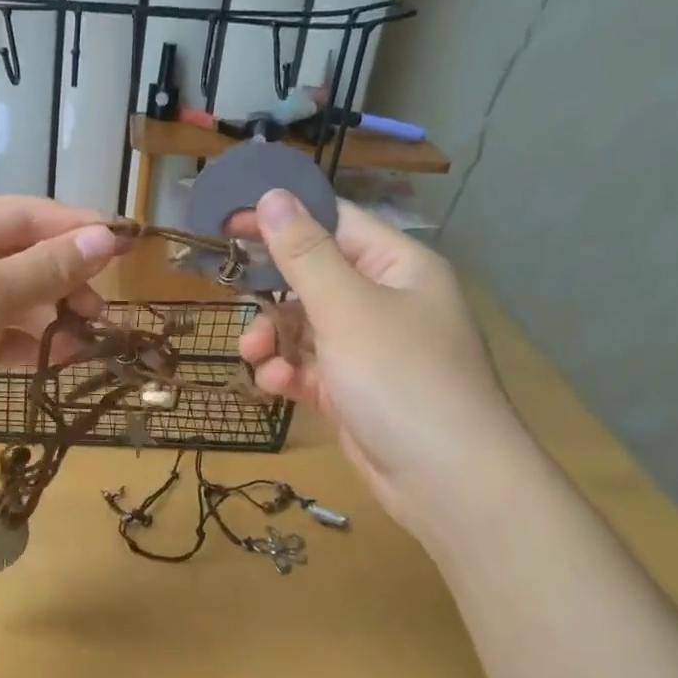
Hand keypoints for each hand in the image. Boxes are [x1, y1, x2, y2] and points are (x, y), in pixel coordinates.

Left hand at [0, 198, 119, 480]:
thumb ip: (47, 267)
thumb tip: (105, 239)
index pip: (24, 214)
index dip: (77, 227)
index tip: (126, 244)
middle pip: (18, 256)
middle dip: (64, 277)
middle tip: (101, 309)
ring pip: (10, 298)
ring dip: (50, 313)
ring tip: (86, 336)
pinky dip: (24, 342)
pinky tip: (54, 358)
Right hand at [237, 191, 533, 533]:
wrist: (447, 481)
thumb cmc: (400, 378)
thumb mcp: (346, 308)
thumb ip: (304, 254)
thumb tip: (272, 196)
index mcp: (398, 267)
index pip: (335, 223)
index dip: (284, 219)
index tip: (230, 223)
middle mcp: (387, 302)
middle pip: (314, 278)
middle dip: (272, 292)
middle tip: (233, 293)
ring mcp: (372, 349)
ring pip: (306, 327)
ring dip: (274, 338)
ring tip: (254, 355)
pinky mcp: (356, 390)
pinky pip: (311, 368)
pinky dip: (290, 373)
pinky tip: (276, 387)